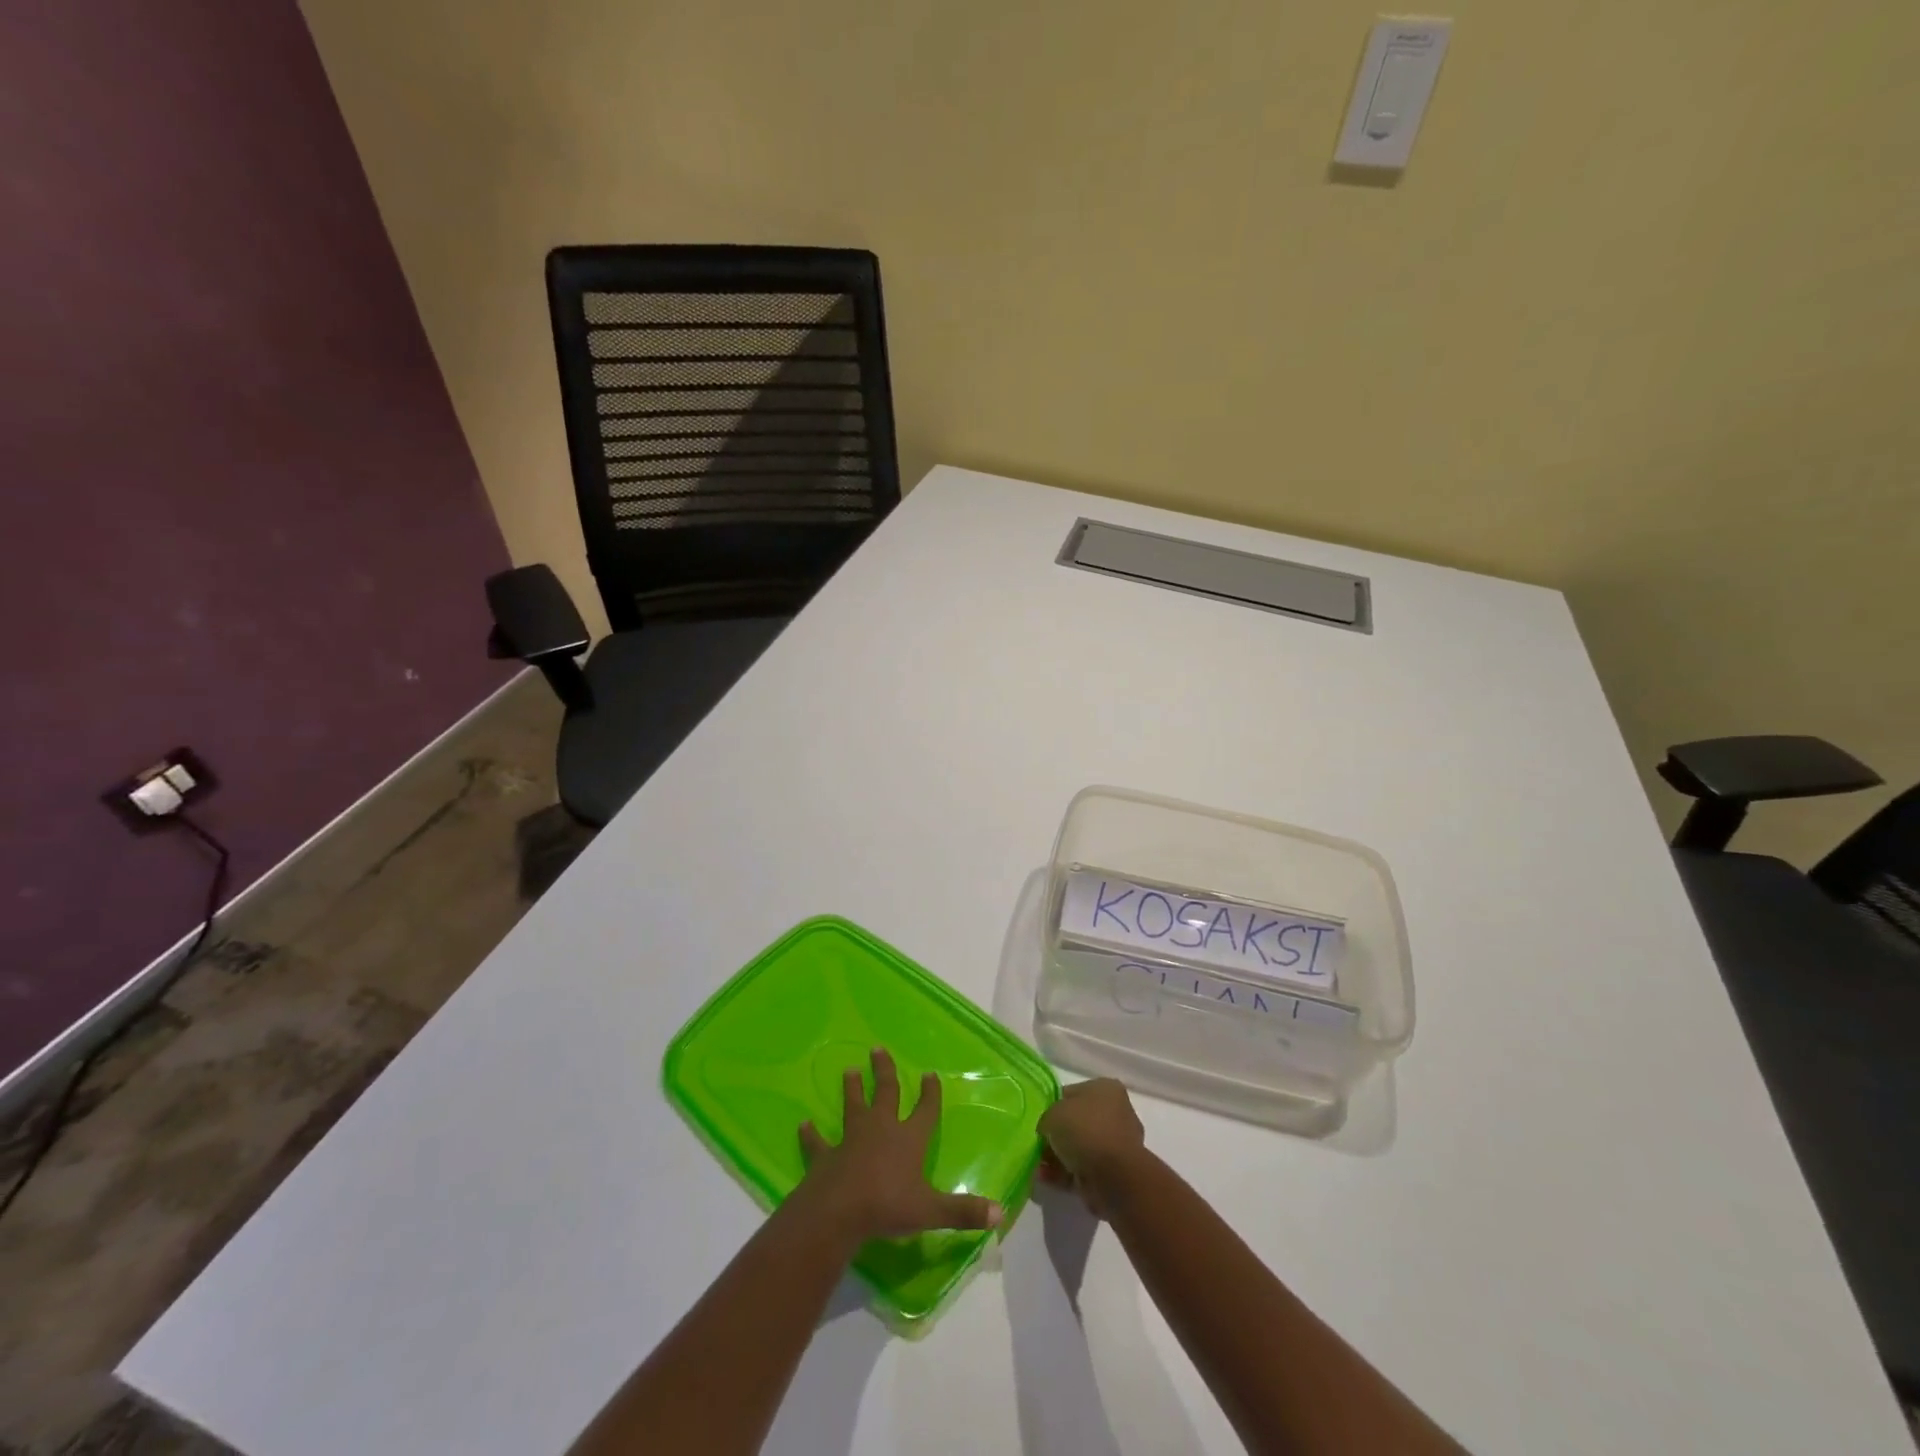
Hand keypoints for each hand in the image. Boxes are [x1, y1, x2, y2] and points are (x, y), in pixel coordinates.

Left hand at [798, 1048, 1002, 1242]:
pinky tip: (803, 1125)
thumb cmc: (888, 1206)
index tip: (929, 1075)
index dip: (929, 1094)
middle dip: (884, 1072)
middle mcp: (881, 1130)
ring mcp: (851, 1140)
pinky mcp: (826, 1156)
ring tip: (850, 1070)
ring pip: (853, 1107)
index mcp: (909, 1139)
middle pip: (885, 1093)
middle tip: (878, 1049)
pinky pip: (818, 1142)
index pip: (924, 1110)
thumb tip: (999, 1213)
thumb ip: (963, 1212)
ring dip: (852, 1090)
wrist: (838, 1211)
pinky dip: (811, 1134)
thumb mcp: (931, 1211)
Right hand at [1037, 1078, 1146, 1216]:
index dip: (1054, 1106)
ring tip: (1038, 1166)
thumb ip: (1046, 1119)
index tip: (1040, 1121)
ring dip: (1058, 1157)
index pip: (1073, 1093)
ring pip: (1080, 1148)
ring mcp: (1116, 1144)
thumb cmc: (1085, 1131)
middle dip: (1056, 1135)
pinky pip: (1083, 1168)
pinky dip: (1065, 1174)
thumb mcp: (1052, 1114)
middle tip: (1038, 1145)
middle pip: (1077, 1122)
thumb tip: (1047, 1131)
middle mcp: (1115, 1112)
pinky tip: (1046, 1178)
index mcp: (1105, 1089)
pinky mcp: (1114, 1172)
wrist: (1115, 1177)